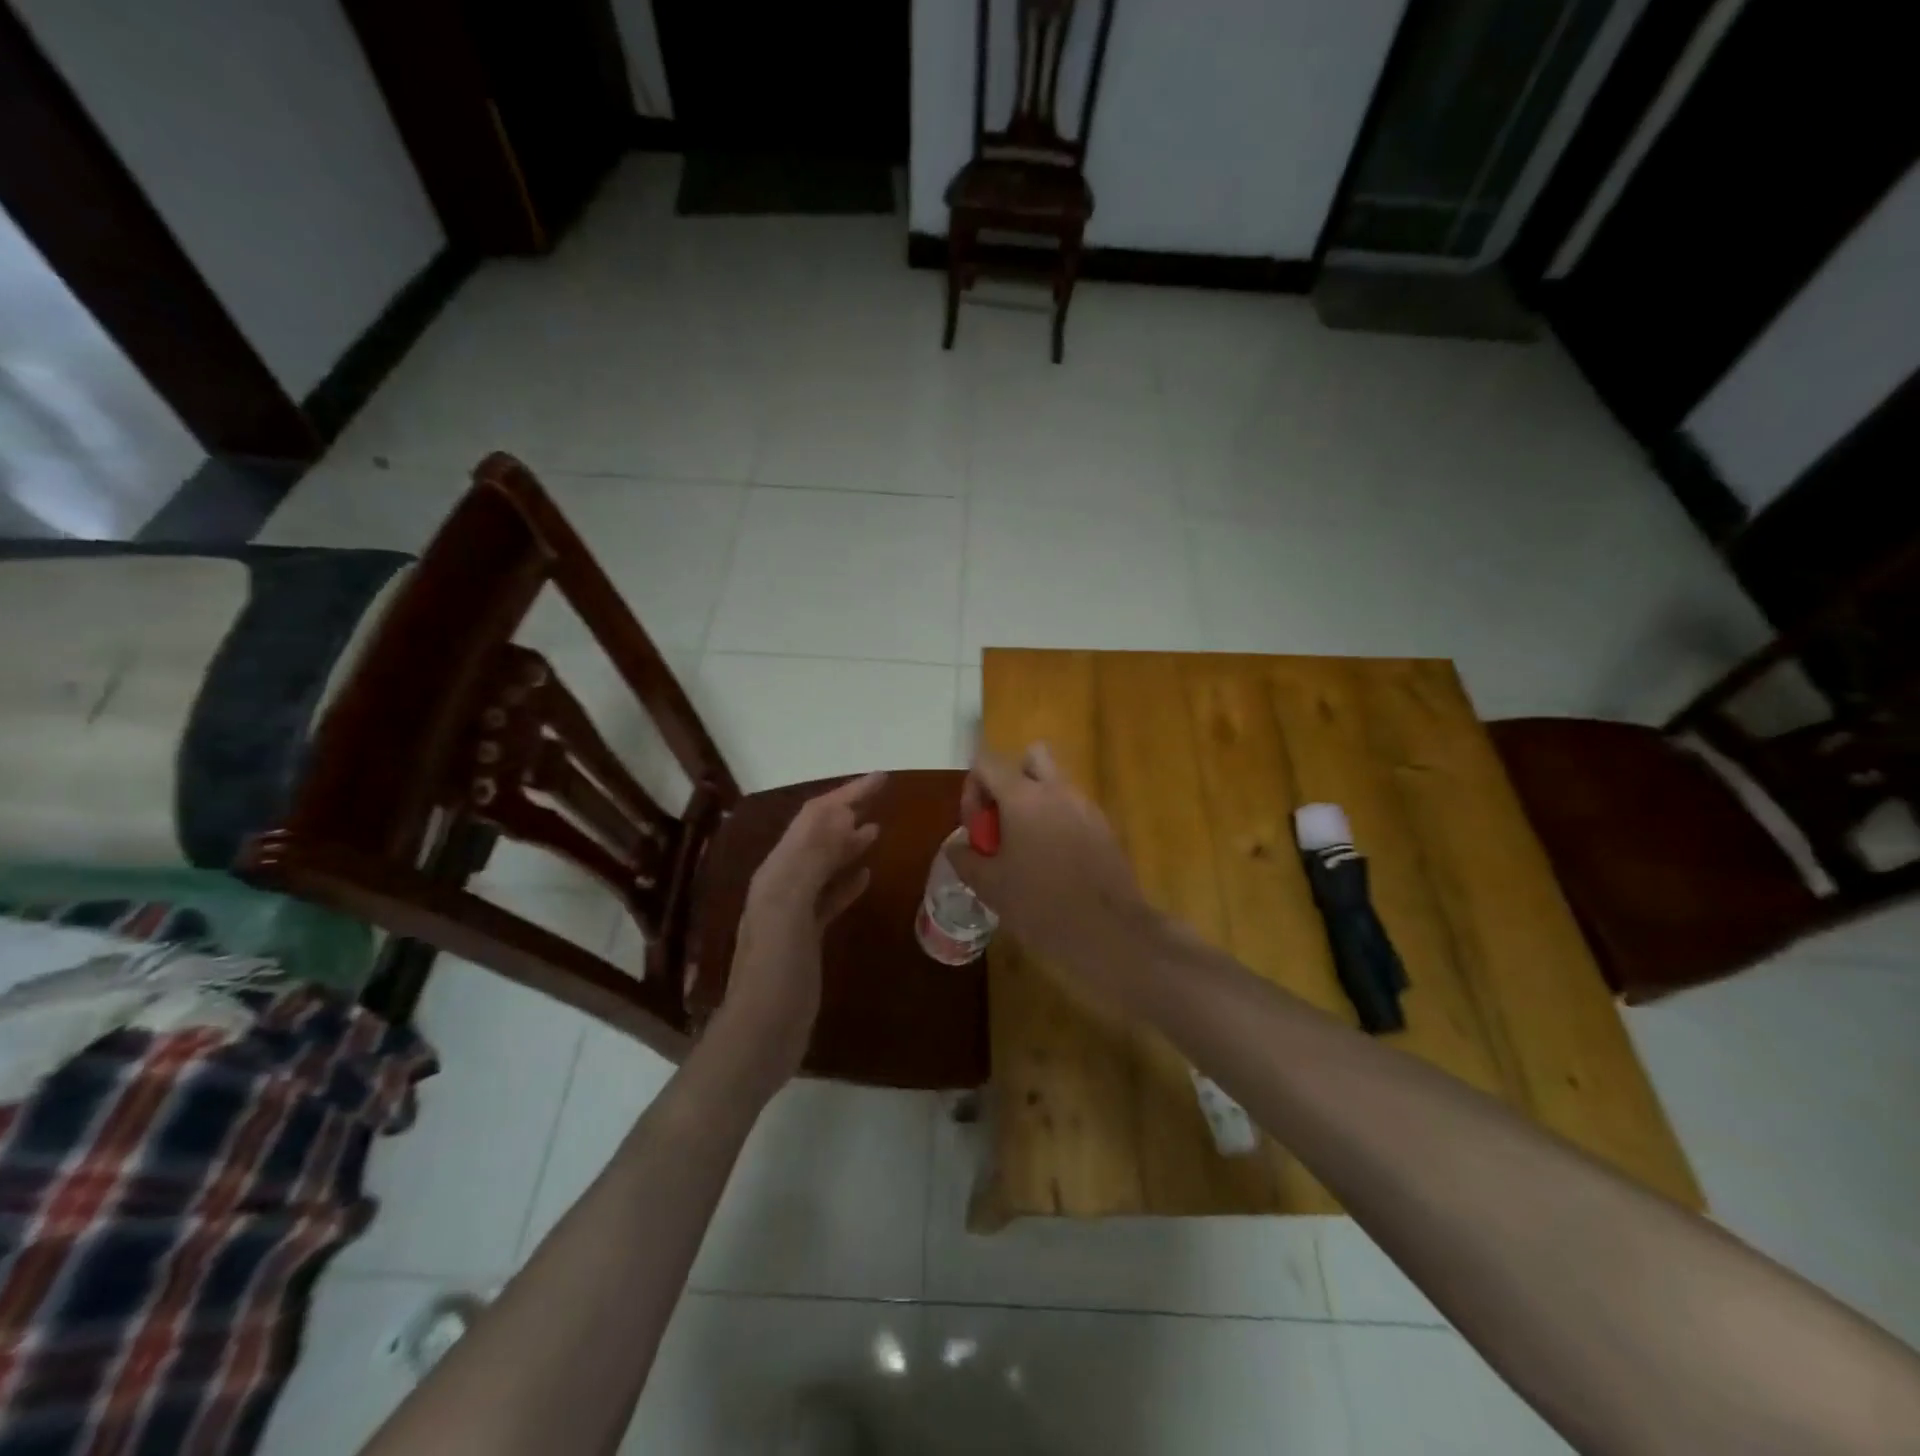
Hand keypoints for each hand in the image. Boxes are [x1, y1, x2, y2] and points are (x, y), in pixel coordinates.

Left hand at [717, 772, 885, 1086]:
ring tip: (877, 828)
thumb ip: (811, 862)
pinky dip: (847, 879)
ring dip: (847, 841)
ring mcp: (793, 911)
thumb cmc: (775, 975)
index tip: (882, 778)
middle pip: (818, 834)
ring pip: (824, 862)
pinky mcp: (806, 935)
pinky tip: (866, 877)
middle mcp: (783, 884)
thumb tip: (842, 816)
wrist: (759, 1037)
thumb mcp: (789, 912)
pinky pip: (829, 895)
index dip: (846, 794)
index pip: (814, 819)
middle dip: (848, 809)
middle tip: (884, 794)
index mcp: (778, 873)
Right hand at [946, 745, 1153, 1001]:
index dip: (973, 788)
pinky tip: (1054, 863)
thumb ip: (965, 857)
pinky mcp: (1105, 827)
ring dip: (1035, 802)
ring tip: (1026, 848)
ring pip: (1055, 783)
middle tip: (1003, 822)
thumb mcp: (989, 885)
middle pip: (1030, 757)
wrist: (1108, 932)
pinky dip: (1058, 822)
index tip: (977, 828)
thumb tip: (958, 845)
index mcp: (1023, 796)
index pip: (987, 761)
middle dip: (1011, 781)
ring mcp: (1086, 806)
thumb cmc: (1040, 905)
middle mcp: (1057, 790)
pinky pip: (1074, 809)